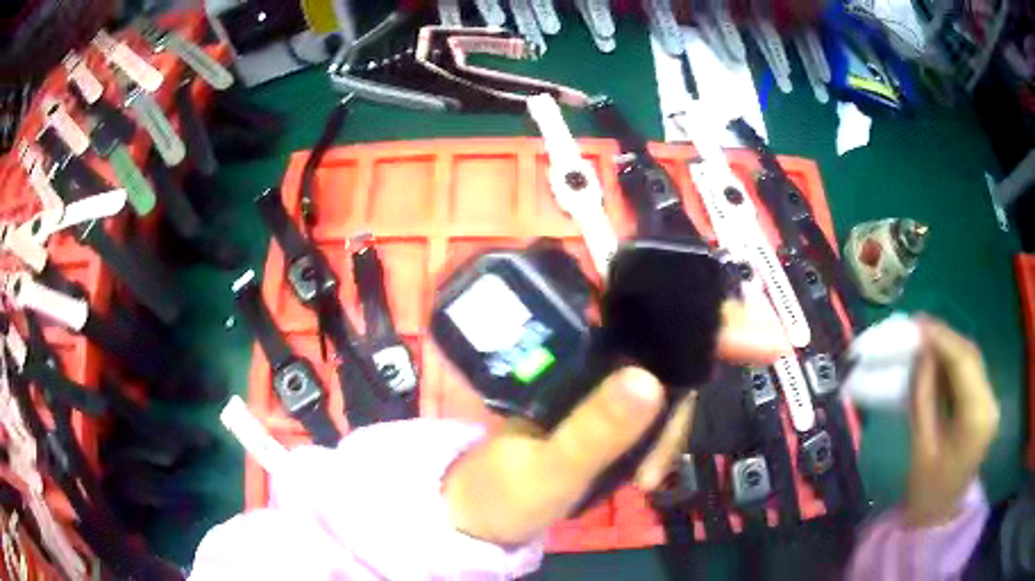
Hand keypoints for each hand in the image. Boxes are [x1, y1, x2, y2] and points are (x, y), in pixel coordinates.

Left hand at [443, 299, 787, 544]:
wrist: (482, 516)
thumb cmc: (503, 490)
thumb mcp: (548, 467)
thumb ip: (593, 430)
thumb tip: (650, 382)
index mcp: (568, 354)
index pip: (646, 314)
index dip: (709, 318)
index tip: (766, 336)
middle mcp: (588, 359)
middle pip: (668, 349)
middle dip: (700, 380)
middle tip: (711, 417)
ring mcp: (601, 387)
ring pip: (668, 387)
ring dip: (673, 431)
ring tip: (646, 477)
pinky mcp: (607, 414)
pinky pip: (656, 417)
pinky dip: (664, 443)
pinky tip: (647, 474)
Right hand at [905, 317, 998, 527]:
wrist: (939, 517)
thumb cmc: (926, 491)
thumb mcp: (921, 445)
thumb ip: (923, 395)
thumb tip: (920, 353)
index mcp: (977, 418)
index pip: (964, 362)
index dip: (941, 338)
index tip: (916, 323)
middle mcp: (990, 402)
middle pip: (970, 357)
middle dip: (944, 338)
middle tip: (916, 328)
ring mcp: (990, 402)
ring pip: (971, 361)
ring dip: (948, 348)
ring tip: (922, 340)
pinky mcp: (985, 405)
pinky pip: (970, 374)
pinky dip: (953, 362)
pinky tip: (936, 360)